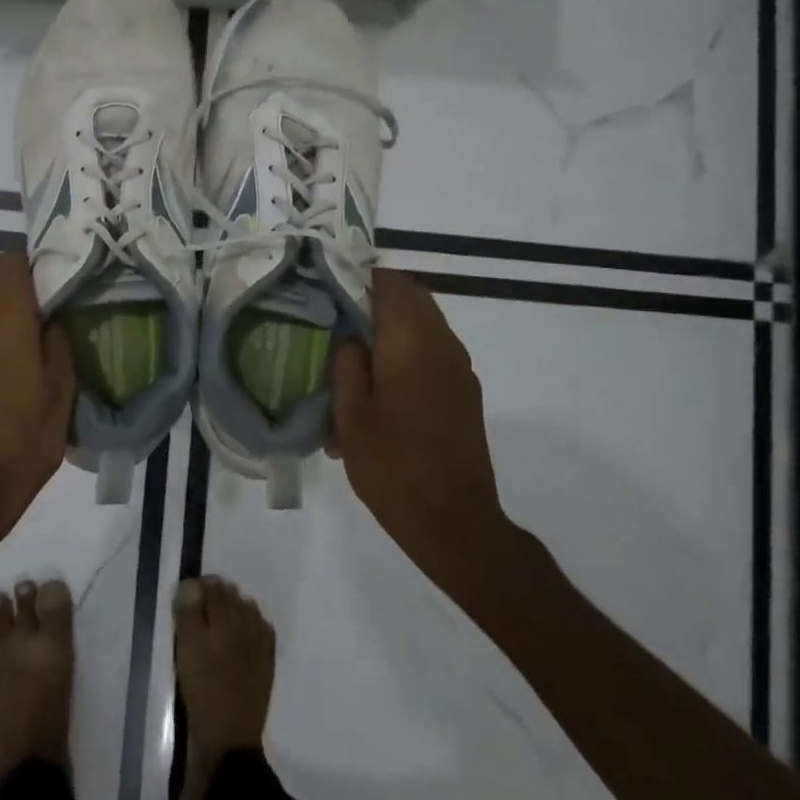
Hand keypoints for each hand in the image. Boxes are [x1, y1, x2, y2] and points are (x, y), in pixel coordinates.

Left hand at [0, 251, 75, 548]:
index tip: (53, 288)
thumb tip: (51, 318)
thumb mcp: (61, 393)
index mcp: (5, 319)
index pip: (10, 262)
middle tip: (44, 326)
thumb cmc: (24, 440)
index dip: (33, 267)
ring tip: (20, 357)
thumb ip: (58, 343)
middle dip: (18, 297)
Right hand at [330, 269, 517, 595]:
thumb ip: (347, 364)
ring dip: (394, 329)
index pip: (392, 282)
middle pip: (412, 299)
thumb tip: (351, 338)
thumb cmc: (392, 465)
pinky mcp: (466, 394)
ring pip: (424, 326)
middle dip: (376, 302)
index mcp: (410, 341)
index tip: (333, 289)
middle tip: (339, 320)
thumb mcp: (350, 414)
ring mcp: (460, 369)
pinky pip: (434, 354)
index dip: (361, 278)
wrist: (454, 522)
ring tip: (357, 358)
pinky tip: (382, 389)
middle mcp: (442, 344)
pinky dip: (408, 354)